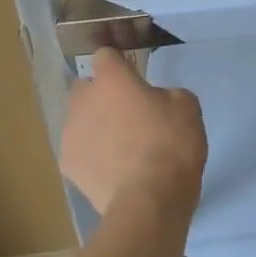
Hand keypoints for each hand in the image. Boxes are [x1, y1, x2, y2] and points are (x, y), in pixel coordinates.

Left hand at [60, 47, 206, 220]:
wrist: (150, 201)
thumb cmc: (171, 145)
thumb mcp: (187, 107)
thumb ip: (165, 94)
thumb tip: (155, 101)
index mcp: (112, 80)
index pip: (105, 55)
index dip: (119, 64)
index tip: (133, 77)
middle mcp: (83, 101)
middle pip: (85, 87)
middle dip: (101, 95)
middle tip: (127, 113)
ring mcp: (70, 134)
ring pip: (79, 120)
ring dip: (94, 125)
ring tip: (119, 147)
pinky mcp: (68, 166)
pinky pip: (79, 150)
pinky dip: (91, 155)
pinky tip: (112, 170)